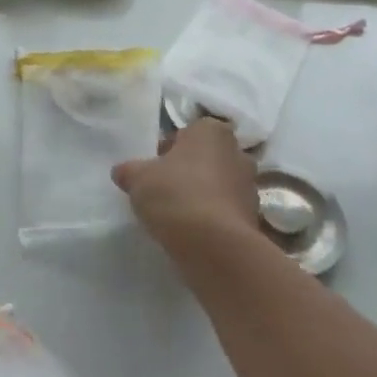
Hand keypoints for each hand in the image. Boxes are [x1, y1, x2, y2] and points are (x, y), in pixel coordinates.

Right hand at [113, 117, 261, 250]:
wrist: (214, 246)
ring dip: (203, 194)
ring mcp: (250, 186)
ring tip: (179, 215)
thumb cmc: (176, 194)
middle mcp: (237, 152)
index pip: (188, 132)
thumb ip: (129, 171)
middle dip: (189, 170)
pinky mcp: (254, 217)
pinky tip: (194, 232)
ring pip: (219, 184)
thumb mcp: (138, 178)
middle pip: (206, 157)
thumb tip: (122, 171)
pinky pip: (227, 210)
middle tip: (166, 189)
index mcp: (212, 131)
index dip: (169, 149)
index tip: (155, 169)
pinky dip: (214, 217)